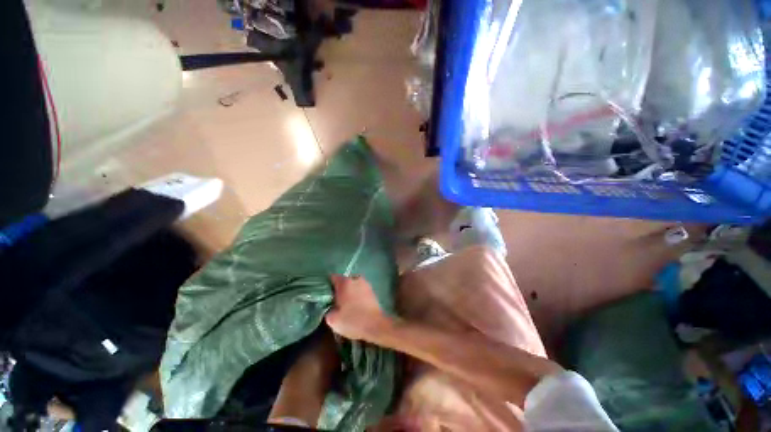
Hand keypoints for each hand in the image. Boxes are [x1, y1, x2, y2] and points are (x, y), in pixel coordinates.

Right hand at [325, 275, 393, 342]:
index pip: (333, 277)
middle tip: (335, 300)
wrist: (375, 325)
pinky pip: (361, 290)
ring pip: (354, 285)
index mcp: (345, 283)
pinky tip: (356, 306)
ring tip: (347, 304)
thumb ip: (328, 310)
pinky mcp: (373, 291)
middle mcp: (356, 279)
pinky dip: (358, 295)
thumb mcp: (333, 320)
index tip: (325, 293)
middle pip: (344, 281)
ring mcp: (366, 284)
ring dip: (350, 292)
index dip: (328, 284)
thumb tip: (331, 308)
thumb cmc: (352, 320)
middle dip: (340, 288)